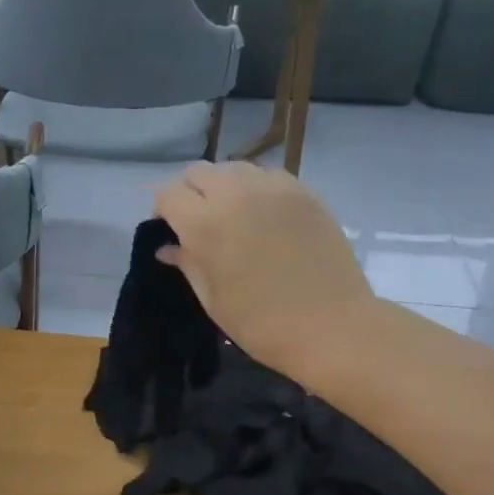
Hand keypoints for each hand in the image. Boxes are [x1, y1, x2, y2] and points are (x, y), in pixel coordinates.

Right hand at [154, 162, 375, 375]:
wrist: (330, 325)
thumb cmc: (260, 323)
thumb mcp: (213, 299)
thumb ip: (188, 264)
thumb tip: (168, 248)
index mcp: (204, 224)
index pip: (168, 194)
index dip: (162, 209)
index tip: (168, 229)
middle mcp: (235, 194)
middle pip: (198, 172)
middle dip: (190, 192)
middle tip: (197, 222)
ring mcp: (273, 188)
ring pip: (234, 169)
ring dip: (223, 187)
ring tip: (231, 217)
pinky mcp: (303, 192)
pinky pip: (267, 176)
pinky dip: (255, 188)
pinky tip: (263, 216)